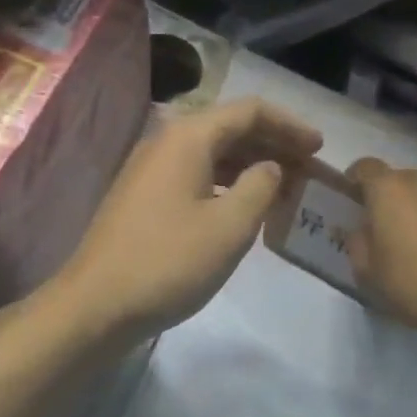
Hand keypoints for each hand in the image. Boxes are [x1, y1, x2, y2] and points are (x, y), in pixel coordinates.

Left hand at [54, 98, 323, 340]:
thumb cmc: (169, 262)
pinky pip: (195, 174)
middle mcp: (166, 142)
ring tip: (285, 187)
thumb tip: (270, 168)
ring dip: (251, 164)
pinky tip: (244, 205)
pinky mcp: (143, 197)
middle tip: (308, 168)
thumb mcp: (230, 226)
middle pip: (229, 127)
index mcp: (188, 138)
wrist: (96, 305)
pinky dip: (226, 182)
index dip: (289, 124)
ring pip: (212, 153)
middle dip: (272, 143)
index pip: (249, 111)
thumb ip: (261, 186)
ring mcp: (150, 170)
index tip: (320, 147)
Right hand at [346, 159, 416, 337]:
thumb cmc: (411, 285)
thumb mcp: (366, 270)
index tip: (355, 198)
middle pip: (402, 180)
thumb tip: (364, 229)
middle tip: (393, 229)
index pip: (366, 167)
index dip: (357, 180)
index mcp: (389, 189)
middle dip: (394, 198)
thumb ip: (358, 240)